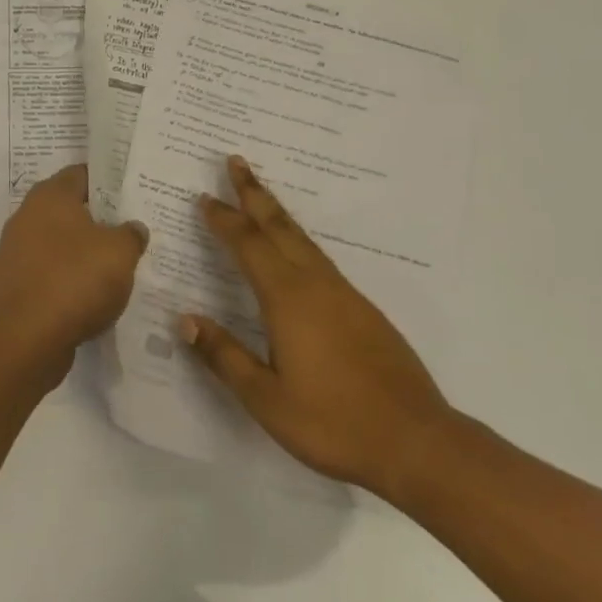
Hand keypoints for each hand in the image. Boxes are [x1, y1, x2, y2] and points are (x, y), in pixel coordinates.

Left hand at [0, 164, 147, 375]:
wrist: (24, 339)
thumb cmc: (74, 279)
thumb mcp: (120, 251)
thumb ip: (131, 234)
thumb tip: (132, 228)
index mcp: (50, 195)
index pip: (82, 173)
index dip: (108, 180)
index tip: (132, 193)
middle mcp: (27, 216)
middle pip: (70, 210)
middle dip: (99, 220)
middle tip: (130, 230)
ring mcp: (16, 253)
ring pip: (59, 245)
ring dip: (83, 254)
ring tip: (117, 267)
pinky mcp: (15, 287)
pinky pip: (50, 275)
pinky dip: (69, 282)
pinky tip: (93, 297)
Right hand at [182, 156, 457, 505]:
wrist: (416, 441)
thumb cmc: (333, 422)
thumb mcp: (266, 399)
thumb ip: (224, 356)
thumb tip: (185, 320)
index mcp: (287, 299)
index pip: (248, 245)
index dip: (224, 220)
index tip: (204, 197)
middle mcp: (315, 284)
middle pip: (279, 226)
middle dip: (254, 192)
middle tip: (235, 160)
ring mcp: (344, 294)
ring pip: (302, 238)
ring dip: (276, 212)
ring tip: (260, 194)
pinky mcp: (363, 309)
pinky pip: (319, 257)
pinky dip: (297, 238)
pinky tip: (296, 251)